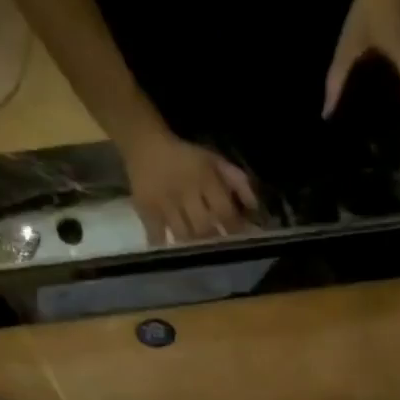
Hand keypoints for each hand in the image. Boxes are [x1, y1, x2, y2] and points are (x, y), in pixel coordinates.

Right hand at [119, 125, 257, 244]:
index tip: (242, 241)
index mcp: (204, 178)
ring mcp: (164, 203)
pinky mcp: (146, 210)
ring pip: (183, 234)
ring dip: (195, 248)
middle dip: (216, 242)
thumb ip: (237, 181)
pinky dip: (167, 247)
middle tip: (223, 252)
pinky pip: (157, 236)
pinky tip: (176, 256)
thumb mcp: (215, 160)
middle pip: (204, 227)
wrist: (144, 143)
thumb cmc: (186, 157)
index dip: (235, 229)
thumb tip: (254, 208)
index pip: (224, 211)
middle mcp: (185, 191)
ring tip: (203, 256)